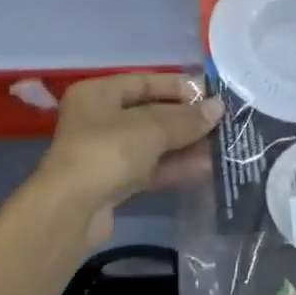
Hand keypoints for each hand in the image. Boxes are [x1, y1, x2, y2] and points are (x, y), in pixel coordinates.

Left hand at [36, 73, 222, 249]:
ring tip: (224, 146)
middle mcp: (99, 119)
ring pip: (154, 144)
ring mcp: (106, 153)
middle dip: (187, 119)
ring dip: (187, 145)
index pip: (145, 81)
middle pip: (151, 113)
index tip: (213, 94)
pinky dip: (176, 167)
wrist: (70, 213)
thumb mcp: (151, 129)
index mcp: (98, 93)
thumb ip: (186, 118)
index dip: (180, 87)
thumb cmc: (107, 153)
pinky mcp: (115, 183)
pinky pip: (151, 168)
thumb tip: (218, 108)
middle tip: (225, 122)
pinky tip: (208, 168)